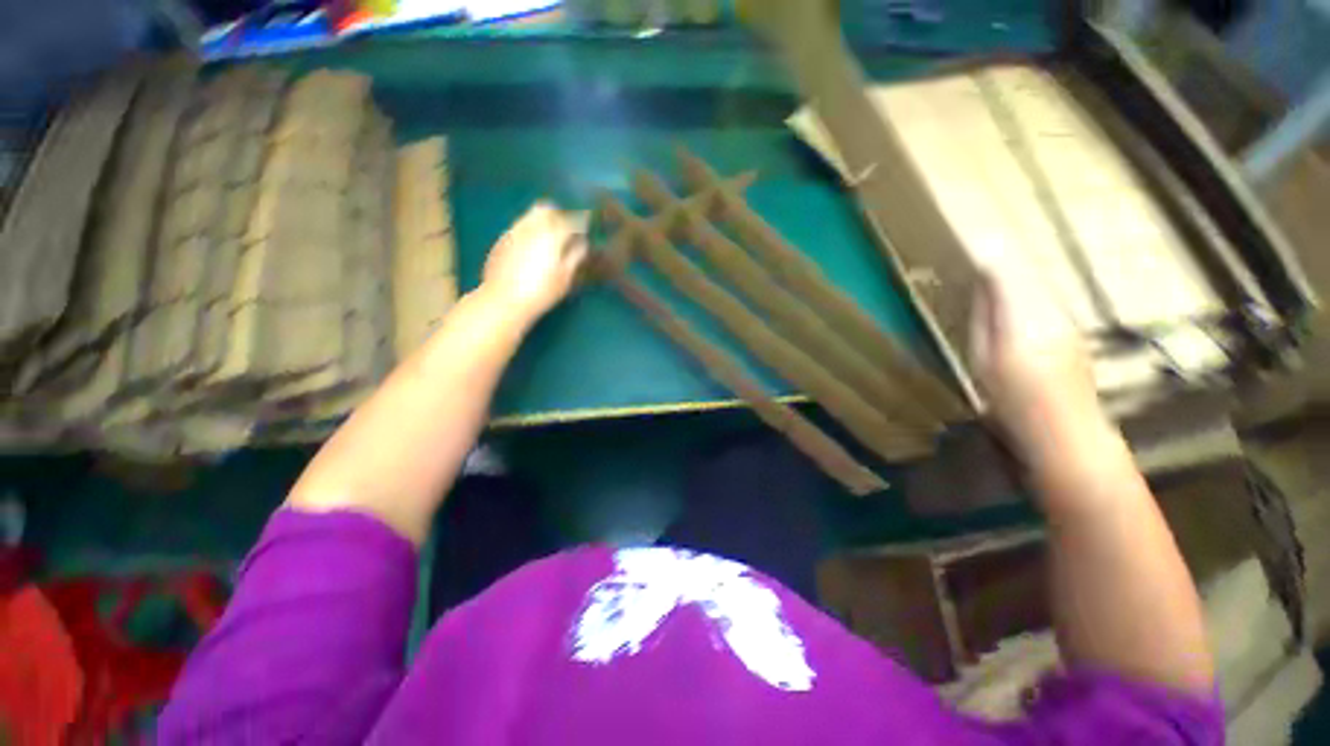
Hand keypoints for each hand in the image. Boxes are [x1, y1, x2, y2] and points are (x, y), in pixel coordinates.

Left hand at [481, 201, 588, 321]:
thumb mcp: (564, 277)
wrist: (504, 300)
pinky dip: (528, 232)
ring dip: (542, 221)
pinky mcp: (501, 240)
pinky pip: (518, 227)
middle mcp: (531, 226)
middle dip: (559, 215)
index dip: (580, 222)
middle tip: (566, 230)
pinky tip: (530, 249)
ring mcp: (513, 231)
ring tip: (548, 239)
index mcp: (551, 234)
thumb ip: (575, 256)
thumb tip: (582, 244)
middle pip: (547, 208)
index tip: (585, 229)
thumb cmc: (541, 291)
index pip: (570, 219)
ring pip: (530, 216)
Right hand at [968, 266, 1107, 465]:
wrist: (1068, 433)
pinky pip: (1048, 300)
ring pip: (1040, 285)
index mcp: (1024, 317)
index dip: (988, 257)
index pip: (1007, 272)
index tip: (969, 247)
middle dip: (1003, 261)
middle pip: (1028, 273)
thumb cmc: (1013, 401)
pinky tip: (1018, 304)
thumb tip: (982, 288)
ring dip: (1017, 276)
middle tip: (977, 256)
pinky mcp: (1074, 331)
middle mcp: (1053, 310)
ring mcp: (1068, 320)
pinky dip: (1030, 294)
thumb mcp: (983, 360)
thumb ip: (984, 319)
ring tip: (993, 275)